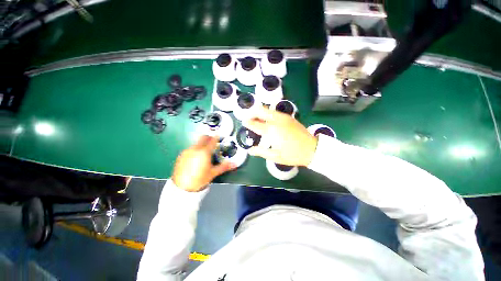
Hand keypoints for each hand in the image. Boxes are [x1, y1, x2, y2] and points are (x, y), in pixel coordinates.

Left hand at [172, 135, 235, 191]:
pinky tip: (196, 158)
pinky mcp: (181, 155)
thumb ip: (224, 166)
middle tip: (213, 143)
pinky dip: (195, 149)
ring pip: (197, 142)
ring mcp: (187, 151)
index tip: (219, 136)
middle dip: (209, 138)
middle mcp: (195, 149)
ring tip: (205, 153)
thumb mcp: (213, 173)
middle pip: (203, 137)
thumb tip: (235, 164)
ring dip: (202, 144)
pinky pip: (191, 148)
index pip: (212, 140)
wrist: (182, 188)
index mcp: (204, 152)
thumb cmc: (199, 180)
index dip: (217, 137)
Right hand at [243, 107, 317, 165]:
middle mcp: (276, 120)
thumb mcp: (275, 156)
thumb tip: (250, 150)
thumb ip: (260, 152)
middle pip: (260, 110)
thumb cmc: (292, 154)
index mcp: (271, 131)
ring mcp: (283, 117)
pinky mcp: (289, 117)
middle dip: (252, 112)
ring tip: (257, 119)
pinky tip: (268, 120)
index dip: (248, 123)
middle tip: (249, 118)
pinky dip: (268, 113)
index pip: (255, 124)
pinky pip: (275, 112)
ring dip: (260, 112)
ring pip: (268, 109)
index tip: (244, 123)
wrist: (312, 149)